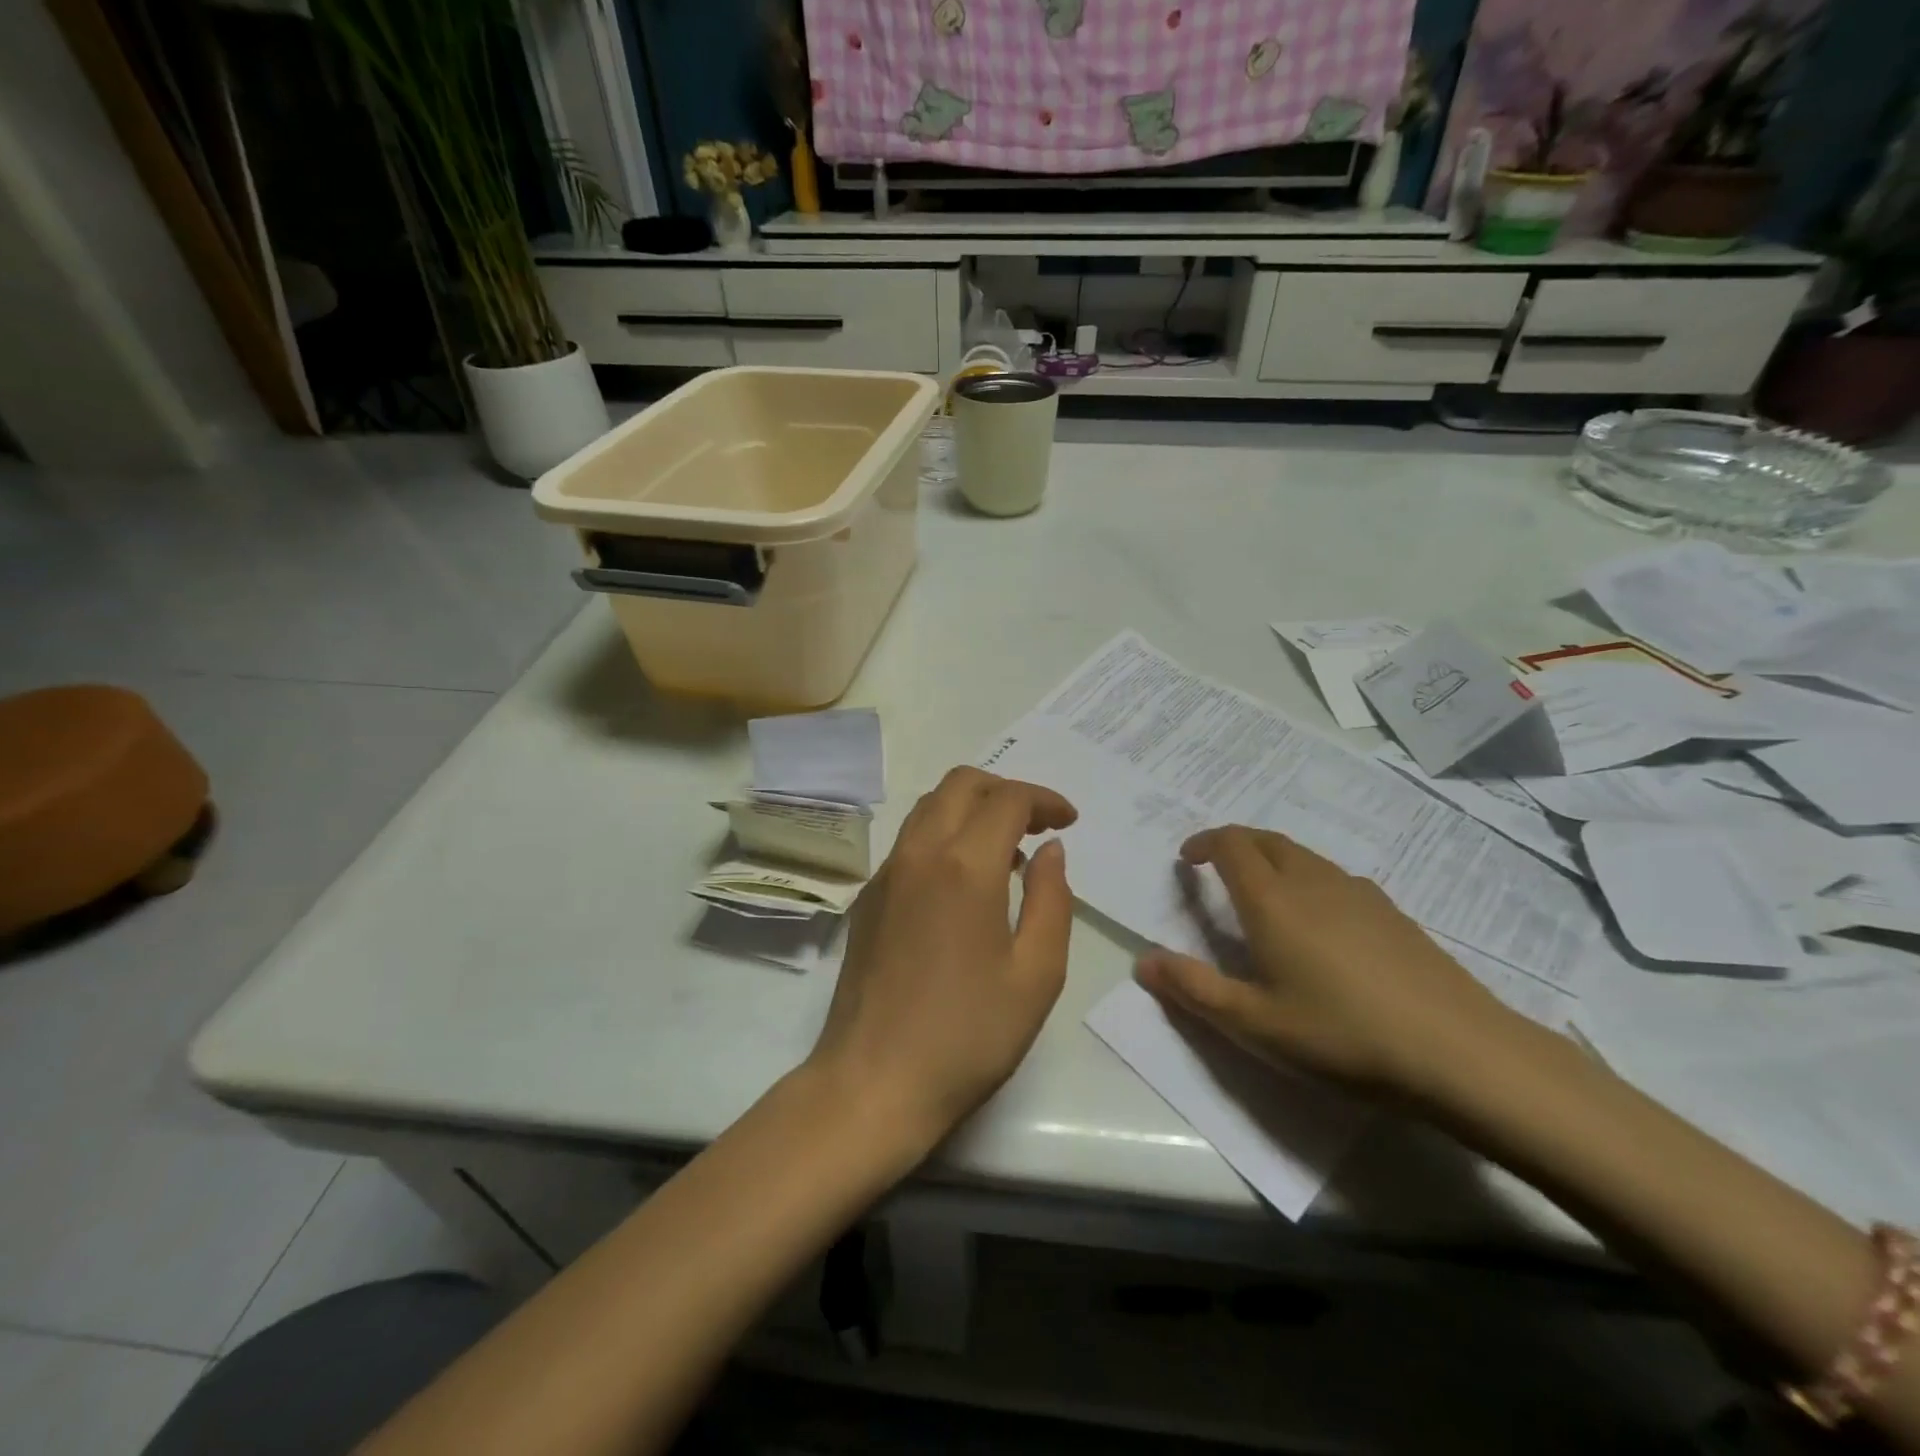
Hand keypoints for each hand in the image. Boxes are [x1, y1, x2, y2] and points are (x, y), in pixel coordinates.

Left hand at [804, 767, 1077, 1151]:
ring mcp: (886, 873)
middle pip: (961, 784)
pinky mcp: (868, 897)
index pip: (1007, 800)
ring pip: (929, 806)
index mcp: (964, 866)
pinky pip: (909, 840)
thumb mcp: (1036, 974)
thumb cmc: (968, 1035)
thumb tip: (1050, 850)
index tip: (1069, 821)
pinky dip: (944, 834)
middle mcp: (919, 853)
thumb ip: (1051, 900)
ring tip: (1006, 852)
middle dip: (1006, 790)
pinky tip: (964, 882)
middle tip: (1039, 824)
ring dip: (971, 808)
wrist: (873, 1081)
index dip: (1044, 799)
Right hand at [1134, 826, 1519, 1098]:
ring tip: (1264, 894)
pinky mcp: (1394, 913)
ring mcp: (1360, 894)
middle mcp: (1313, 882)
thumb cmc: (1343, 1036)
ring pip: (1304, 856)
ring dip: (1273, 860)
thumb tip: (1142, 961)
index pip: (1231, 844)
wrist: (1462, 1054)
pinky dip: (1310, 880)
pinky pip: (1336, 878)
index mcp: (1273, 901)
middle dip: (1236, 843)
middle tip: (1218, 868)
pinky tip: (1322, 924)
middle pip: (1267, 840)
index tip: (1188, 860)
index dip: (1205, 842)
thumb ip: (1194, 989)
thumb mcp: (1255, 1025)